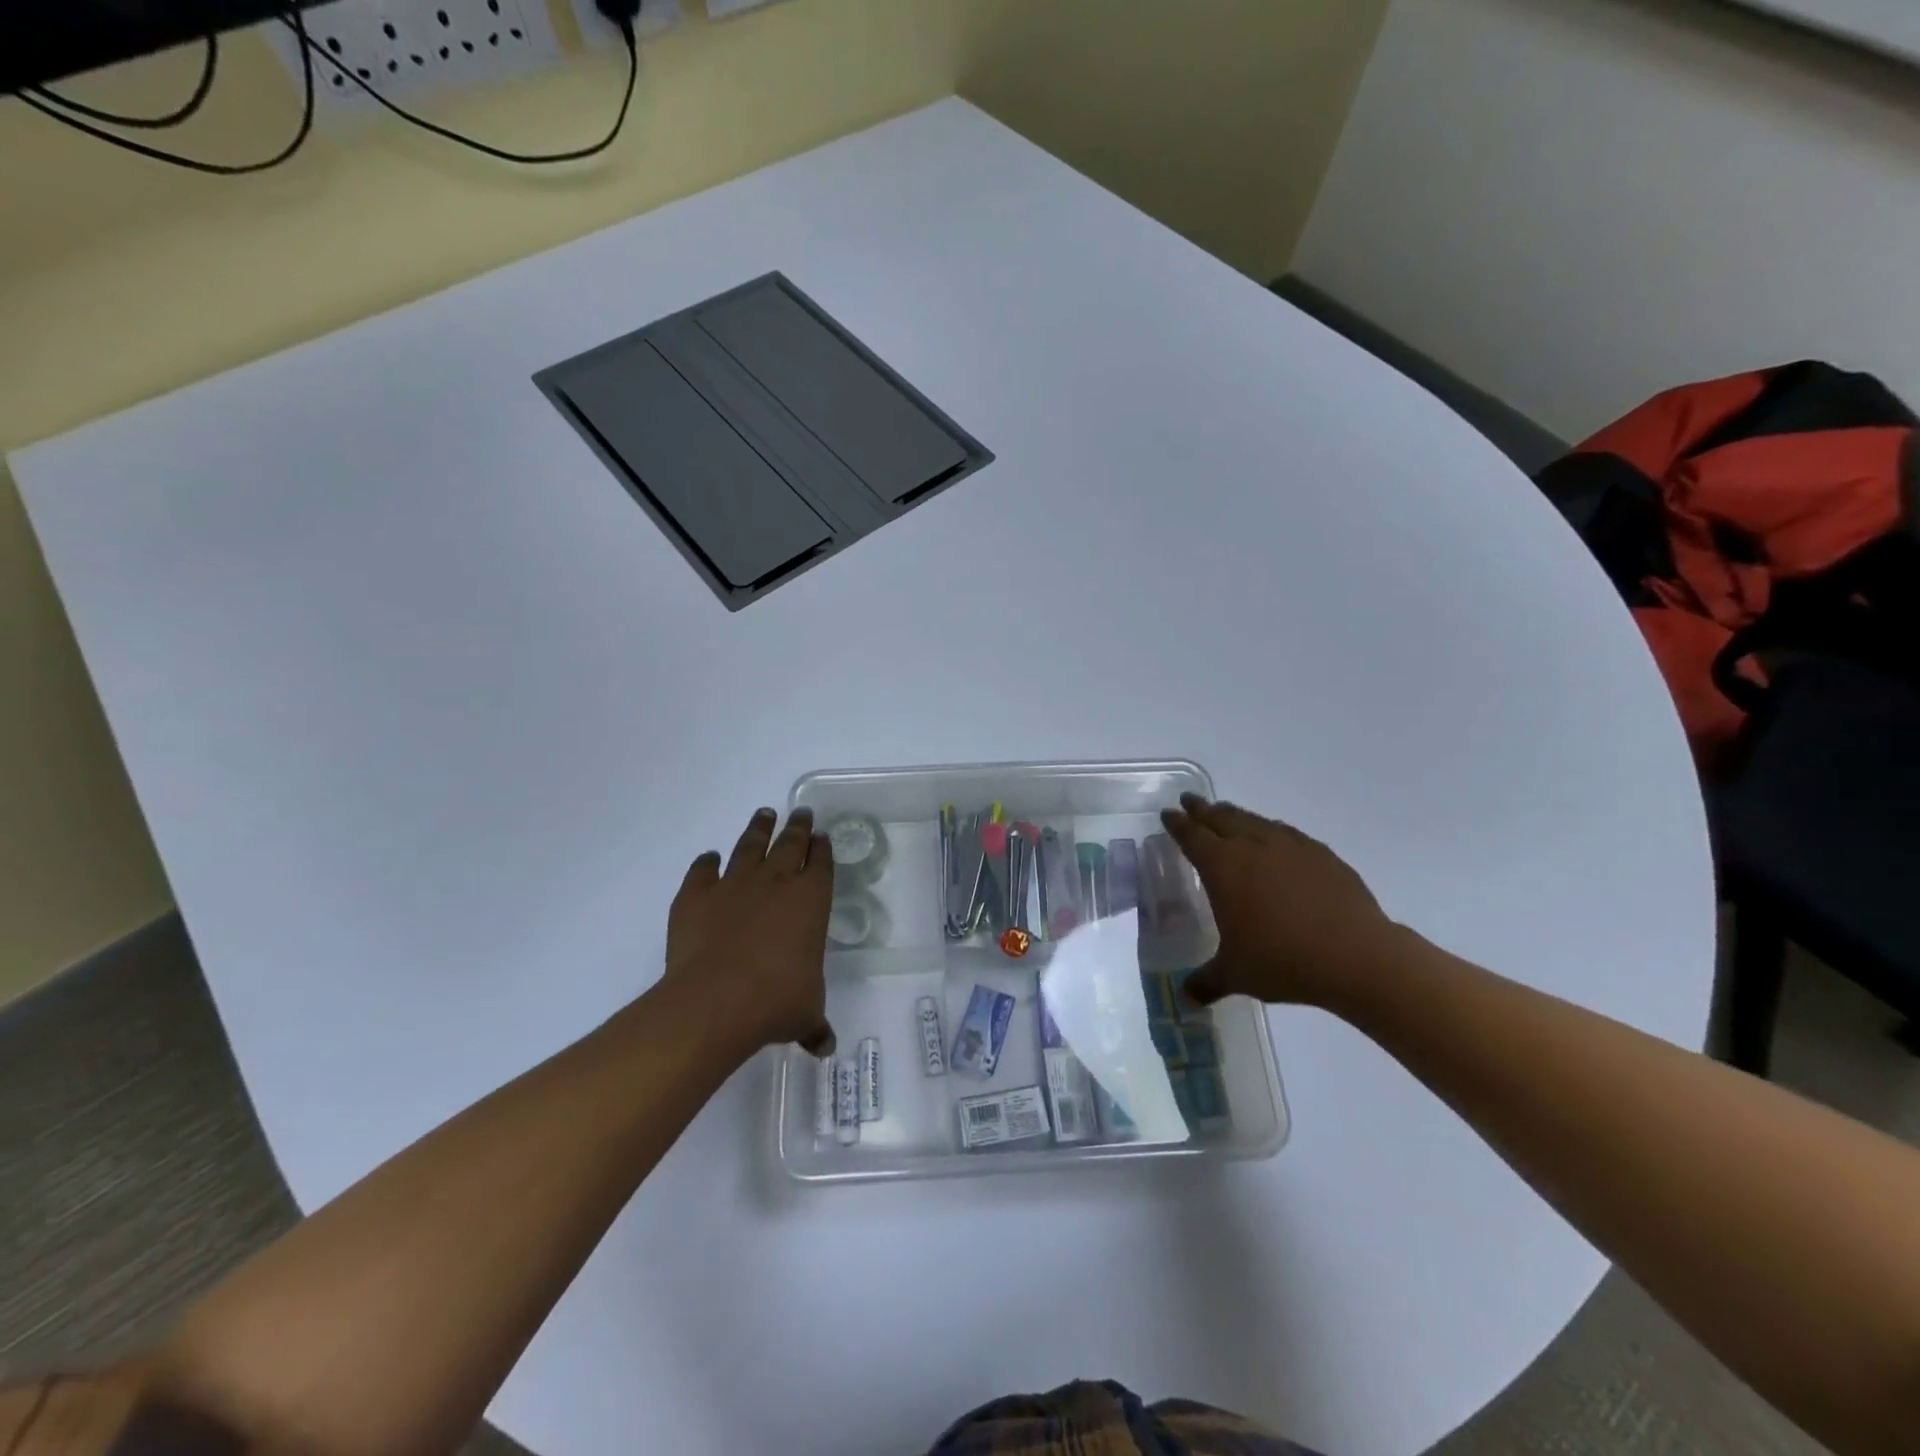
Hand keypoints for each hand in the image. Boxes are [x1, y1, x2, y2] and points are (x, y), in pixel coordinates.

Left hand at [663, 808, 836, 1056]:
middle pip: (789, 844)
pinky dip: (705, 863)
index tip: (823, 836)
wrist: (716, 1001)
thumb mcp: (805, 1015)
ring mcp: (733, 886)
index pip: (821, 865)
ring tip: (764, 814)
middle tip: (802, 812)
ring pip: (749, 847)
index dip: (823, 850)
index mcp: (810, 901)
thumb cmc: (775, 1001)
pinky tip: (708, 858)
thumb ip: (814, 1024)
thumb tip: (826, 1047)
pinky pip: (702, 871)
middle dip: (798, 827)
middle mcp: (775, 884)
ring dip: (758, 830)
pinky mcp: (696, 896)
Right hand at [1160, 795, 1404, 1009]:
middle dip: (1202, 809)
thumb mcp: (1236, 975)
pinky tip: (1276, 838)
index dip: (1178, 825)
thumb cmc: (1283, 961)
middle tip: (1190, 801)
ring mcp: (1291, 847)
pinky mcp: (1322, 855)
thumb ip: (1206, 981)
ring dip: (1236, 815)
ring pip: (1255, 821)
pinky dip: (1271, 830)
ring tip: (1227, 813)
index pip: (1192, 837)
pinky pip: (1287, 834)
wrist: (1357, 957)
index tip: (1168, 814)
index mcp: (1223, 867)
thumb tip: (1185, 997)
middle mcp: (1253, 847)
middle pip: (1221, 819)